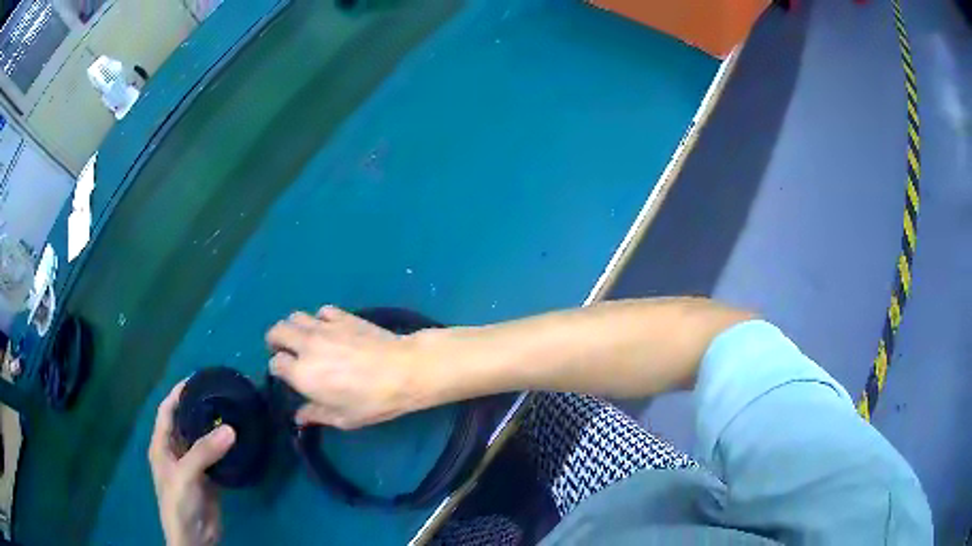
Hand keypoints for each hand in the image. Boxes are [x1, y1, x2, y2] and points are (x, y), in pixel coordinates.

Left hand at [149, 381, 235, 545]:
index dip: (178, 392)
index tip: (198, 378)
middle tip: (222, 395)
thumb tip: (230, 429)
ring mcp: (193, 466)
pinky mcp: (209, 480)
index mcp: (162, 445)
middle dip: (200, 408)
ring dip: (215, 429)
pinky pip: (217, 459)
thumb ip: (204, 451)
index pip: (167, 410)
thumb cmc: (178, 502)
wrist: (193, 538)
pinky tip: (238, 442)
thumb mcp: (186, 475)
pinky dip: (226, 450)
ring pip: (203, 441)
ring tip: (233, 413)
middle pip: (186, 423)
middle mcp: (176, 451)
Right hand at [266, 306, 423, 429]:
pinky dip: (319, 319)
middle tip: (285, 352)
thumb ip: (316, 414)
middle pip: (277, 331)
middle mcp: (306, 345)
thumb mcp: (343, 418)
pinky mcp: (343, 316)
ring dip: (293, 327)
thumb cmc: (372, 401)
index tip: (287, 377)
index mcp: (302, 373)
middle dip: (276, 341)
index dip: (278, 370)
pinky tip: (329, 329)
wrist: (403, 370)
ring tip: (303, 339)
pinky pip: (322, 311)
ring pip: (295, 317)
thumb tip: (298, 417)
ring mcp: (324, 327)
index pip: (276, 363)